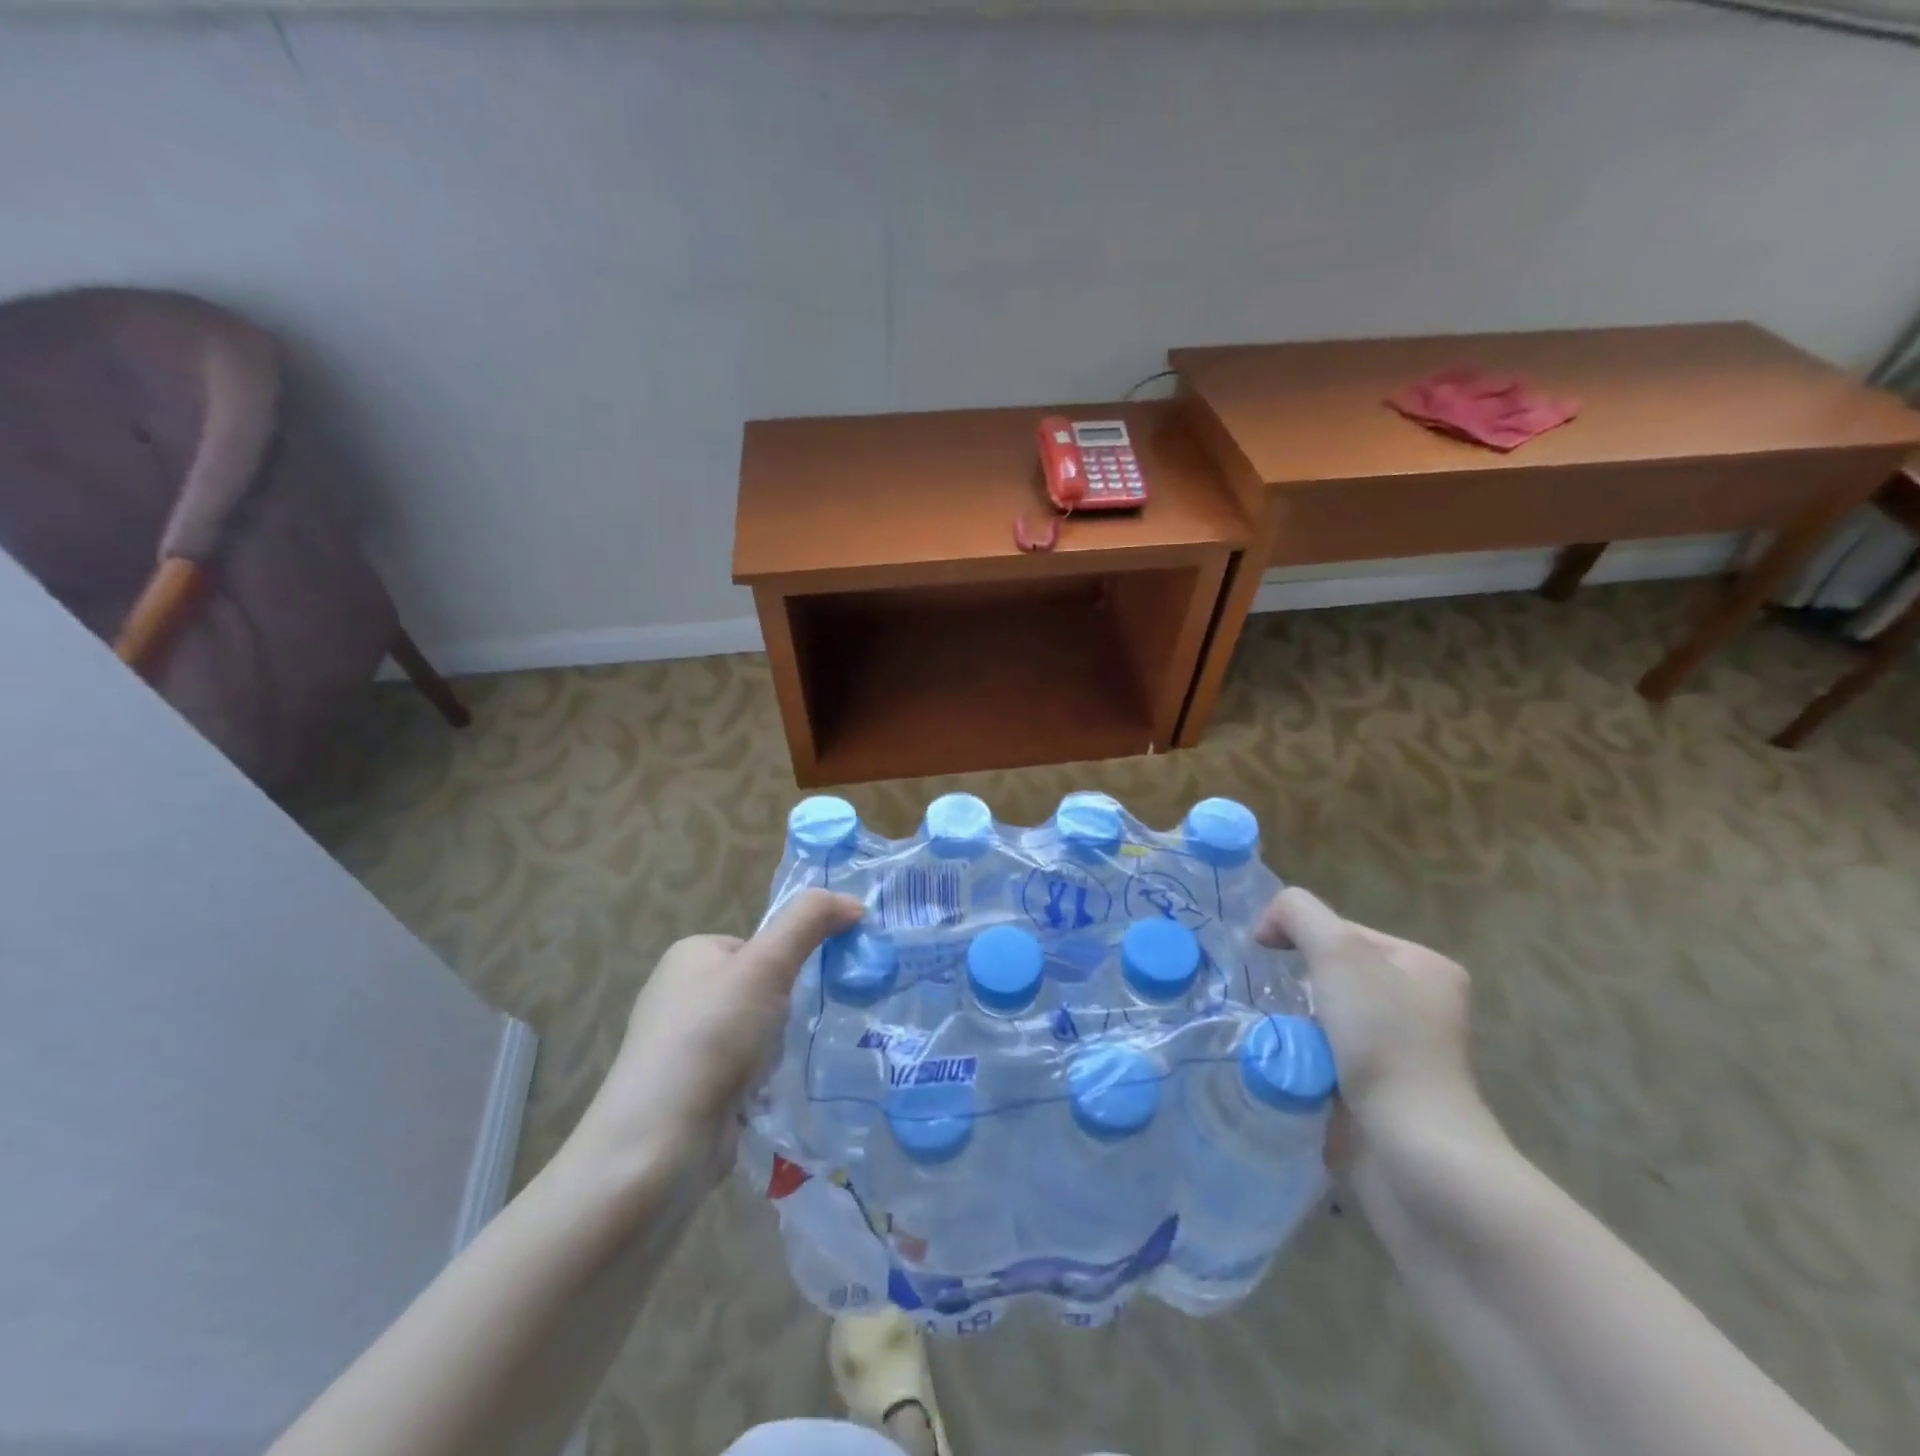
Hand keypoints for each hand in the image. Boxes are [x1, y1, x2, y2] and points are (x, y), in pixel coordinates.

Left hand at [566, 889, 863, 1190]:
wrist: (659, 1145)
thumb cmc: (712, 1037)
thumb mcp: (768, 964)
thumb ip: (810, 921)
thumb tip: (854, 902)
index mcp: (691, 954)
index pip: (762, 945)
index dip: (788, 966)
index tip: (800, 992)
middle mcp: (681, 994)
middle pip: (763, 990)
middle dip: (784, 1015)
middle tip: (786, 1036)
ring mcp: (683, 1046)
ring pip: (759, 1033)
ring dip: (777, 1052)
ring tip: (774, 1072)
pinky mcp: (691, 1091)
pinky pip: (746, 1072)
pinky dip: (762, 1084)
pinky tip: (764, 1099)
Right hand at [1257, 887, 1486, 1148]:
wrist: (1413, 1153)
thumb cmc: (1383, 1041)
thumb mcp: (1338, 951)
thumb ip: (1298, 913)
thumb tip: (1267, 928)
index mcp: (1424, 967)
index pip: (1342, 930)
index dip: (1301, 937)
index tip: (1271, 959)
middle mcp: (1419, 1006)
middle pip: (1330, 974)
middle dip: (1298, 986)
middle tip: (1281, 1004)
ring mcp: (1401, 1055)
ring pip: (1322, 1018)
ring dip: (1293, 1025)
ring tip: (1281, 1038)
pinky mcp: (1378, 1096)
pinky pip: (1322, 1058)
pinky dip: (1300, 1059)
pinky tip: (1290, 1067)